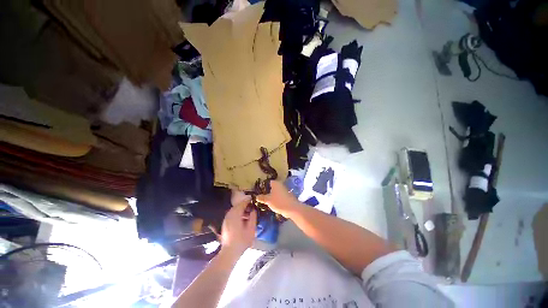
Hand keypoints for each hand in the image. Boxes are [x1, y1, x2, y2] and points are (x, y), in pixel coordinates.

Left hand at [220, 199, 256, 256]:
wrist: (229, 252)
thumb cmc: (242, 241)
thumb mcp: (251, 229)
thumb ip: (253, 217)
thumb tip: (253, 209)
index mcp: (236, 215)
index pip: (242, 203)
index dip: (248, 201)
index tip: (254, 200)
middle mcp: (229, 215)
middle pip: (238, 206)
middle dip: (245, 205)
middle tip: (252, 207)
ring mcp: (226, 219)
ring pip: (234, 210)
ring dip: (241, 209)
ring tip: (248, 214)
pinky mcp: (225, 223)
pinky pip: (232, 214)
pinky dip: (237, 213)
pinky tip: (242, 219)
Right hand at [257, 181, 300, 217]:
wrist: (292, 209)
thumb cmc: (278, 202)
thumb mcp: (268, 200)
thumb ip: (261, 198)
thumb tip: (256, 196)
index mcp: (275, 183)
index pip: (267, 182)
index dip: (263, 186)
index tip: (258, 191)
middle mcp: (280, 185)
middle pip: (271, 187)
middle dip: (267, 191)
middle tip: (261, 197)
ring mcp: (284, 190)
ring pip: (275, 192)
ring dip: (271, 196)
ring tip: (265, 201)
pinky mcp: (287, 196)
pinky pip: (279, 196)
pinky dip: (276, 199)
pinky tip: (272, 204)